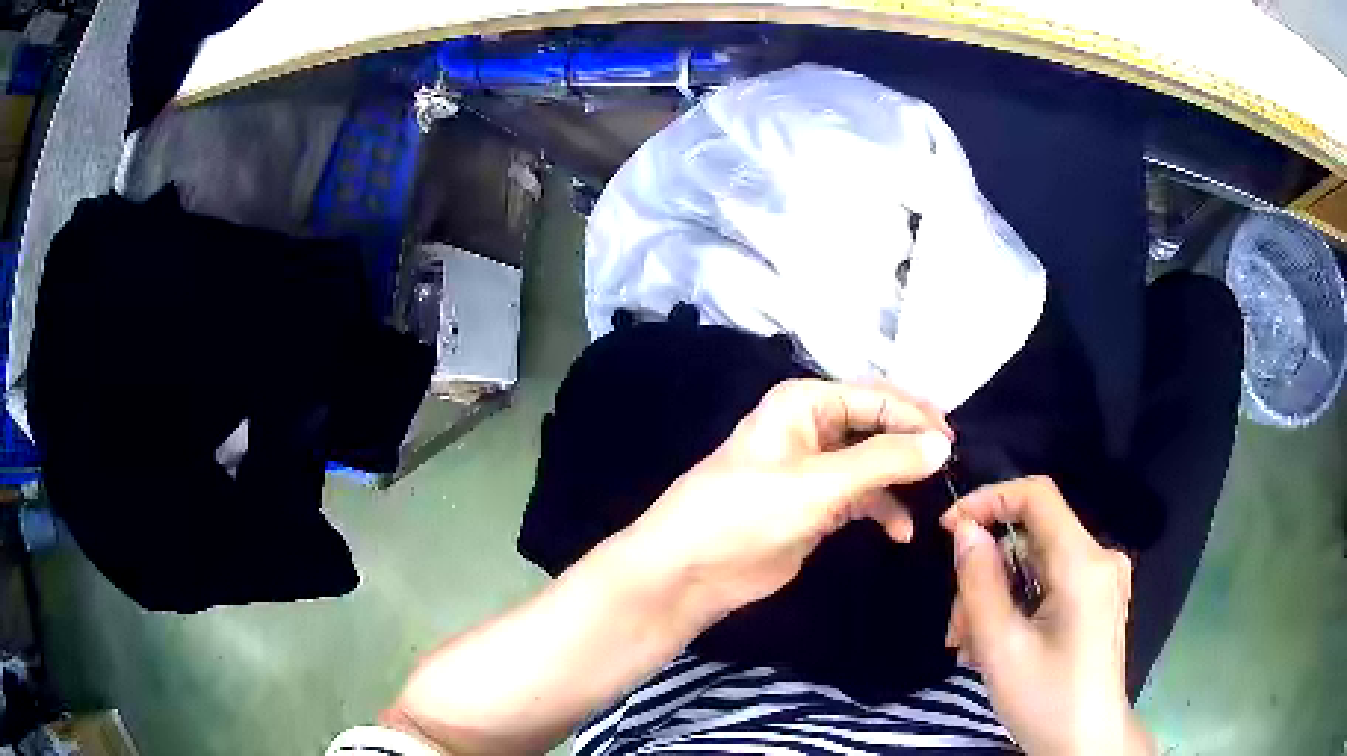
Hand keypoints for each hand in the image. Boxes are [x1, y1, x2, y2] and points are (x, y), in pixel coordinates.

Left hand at [619, 378, 953, 622]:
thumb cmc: (747, 512)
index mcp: (805, 403)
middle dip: (913, 445)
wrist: (690, 570)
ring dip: (902, 480)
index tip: (953, 443)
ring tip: (936, 499)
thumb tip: (942, 444)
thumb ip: (884, 462)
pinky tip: (901, 531)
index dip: (916, 416)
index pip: (876, 398)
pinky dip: (884, 510)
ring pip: (874, 464)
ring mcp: (815, 470)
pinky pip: (863, 498)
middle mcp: (812, 428)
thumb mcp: (819, 484)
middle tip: (952, 464)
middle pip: (878, 426)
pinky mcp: (816, 507)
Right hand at [940, 477, 1154, 755]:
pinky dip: (1018, 607)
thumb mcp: (1001, 648)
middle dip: (986, 576)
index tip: (949, 529)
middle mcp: (1099, 558)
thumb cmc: (1046, 700)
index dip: (990, 499)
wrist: (1086, 743)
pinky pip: (1049, 583)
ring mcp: (1102, 579)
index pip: (1037, 495)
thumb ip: (979, 583)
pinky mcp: (1097, 599)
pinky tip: (998, 646)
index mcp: (1083, 563)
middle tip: (957, 630)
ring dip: (997, 599)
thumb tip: (965, 531)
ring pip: (1036, 565)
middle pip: (1031, 539)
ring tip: (972, 649)